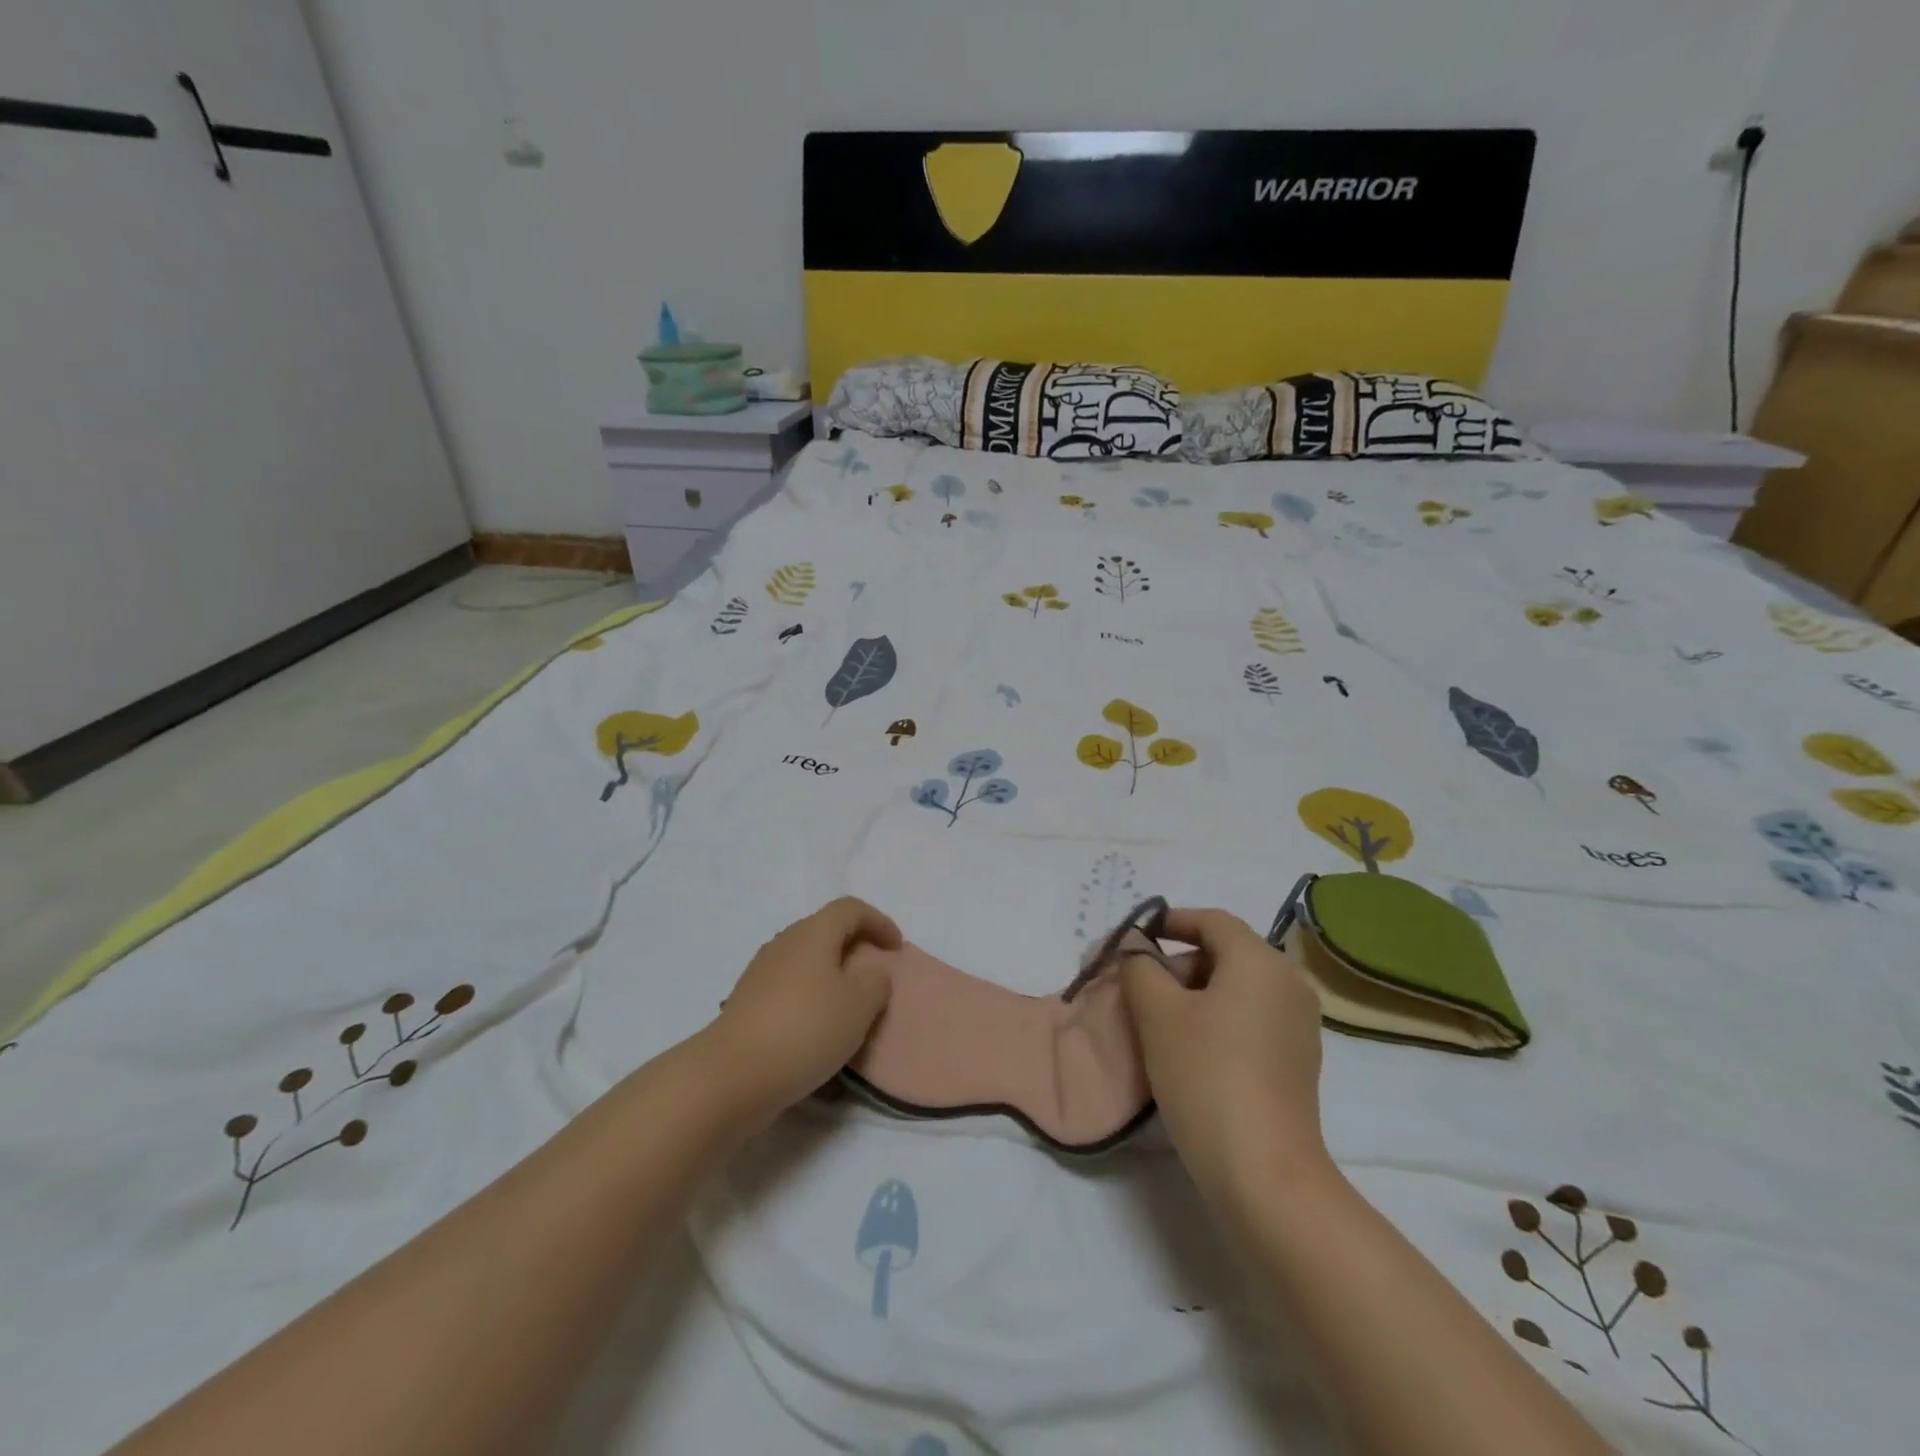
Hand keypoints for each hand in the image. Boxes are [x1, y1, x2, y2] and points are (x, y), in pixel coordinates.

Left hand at [707, 897, 899, 1127]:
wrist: (730, 1076)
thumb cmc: (805, 1030)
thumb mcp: (859, 1006)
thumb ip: (876, 982)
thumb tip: (872, 972)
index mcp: (813, 933)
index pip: (850, 908)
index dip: (879, 922)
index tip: (897, 949)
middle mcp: (785, 943)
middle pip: (826, 930)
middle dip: (855, 946)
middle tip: (876, 975)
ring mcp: (761, 972)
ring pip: (806, 960)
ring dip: (832, 974)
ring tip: (850, 1005)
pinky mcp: (748, 1002)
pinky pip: (790, 986)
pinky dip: (811, 996)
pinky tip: (818, 1028)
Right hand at [1121, 907, 1327, 1196]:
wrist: (1263, 1173)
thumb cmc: (1206, 1075)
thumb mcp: (1157, 1013)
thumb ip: (1139, 966)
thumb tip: (1135, 948)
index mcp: (1261, 961)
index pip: (1211, 921)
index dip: (1170, 921)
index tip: (1134, 937)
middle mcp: (1289, 984)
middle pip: (1224, 954)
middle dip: (1176, 964)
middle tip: (1136, 987)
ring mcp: (1298, 1026)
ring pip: (1235, 989)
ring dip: (1192, 994)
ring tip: (1153, 1021)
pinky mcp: (1296, 1062)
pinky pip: (1249, 1019)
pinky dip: (1215, 1019)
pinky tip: (1186, 1050)